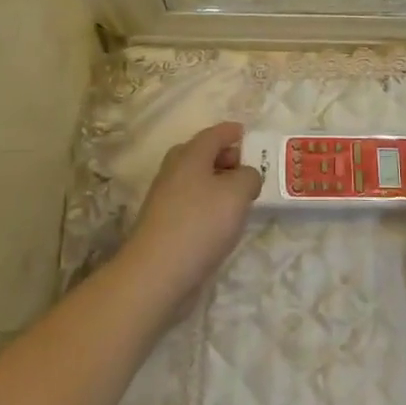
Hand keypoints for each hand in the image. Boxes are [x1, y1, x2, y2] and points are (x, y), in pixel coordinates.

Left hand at [120, 121, 262, 319]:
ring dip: (216, 182)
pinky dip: (207, 203)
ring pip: (194, 180)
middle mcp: (174, 172)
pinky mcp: (164, 225)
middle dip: (223, 156)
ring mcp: (165, 199)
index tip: (244, 132)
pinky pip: (191, 203)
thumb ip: (248, 177)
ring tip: (239, 195)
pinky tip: (221, 220)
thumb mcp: (237, 193)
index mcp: (189, 156)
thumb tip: (246, 176)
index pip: (212, 135)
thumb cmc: (200, 223)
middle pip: (199, 155)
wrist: (157, 273)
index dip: (230, 131)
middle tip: (245, 165)